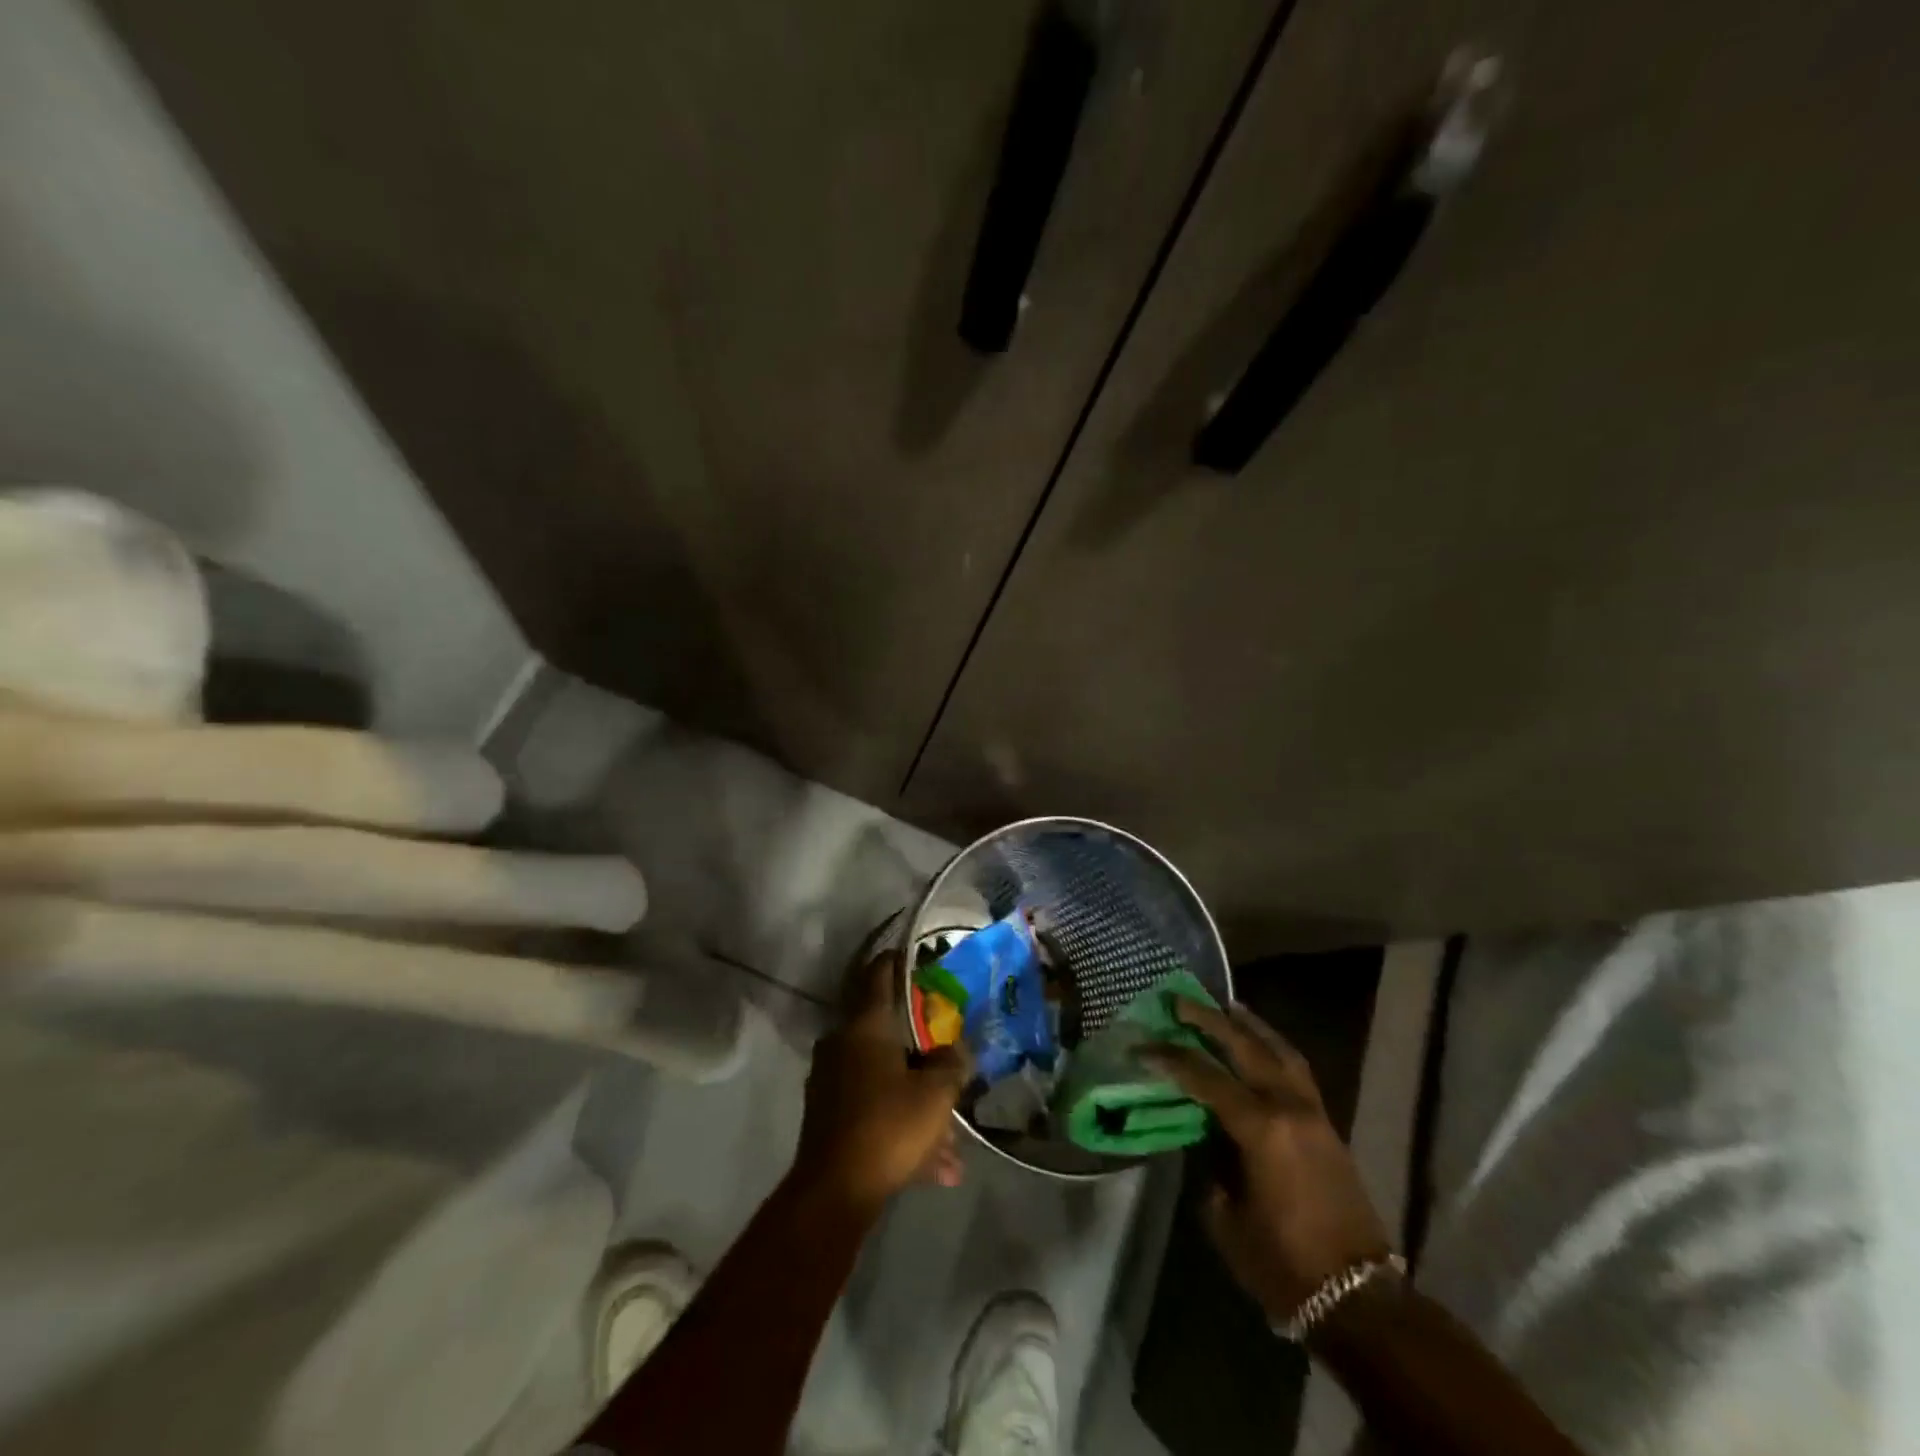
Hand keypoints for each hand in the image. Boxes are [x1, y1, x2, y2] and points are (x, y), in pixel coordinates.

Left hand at [794, 950, 969, 1209]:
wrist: (834, 1193)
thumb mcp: (935, 1094)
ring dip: (918, 1101)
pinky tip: (937, 1166)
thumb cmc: (888, 1127)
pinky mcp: (829, 1115)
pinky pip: (874, 1107)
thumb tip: (957, 1049)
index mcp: (864, 1026)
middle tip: (950, 1055)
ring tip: (953, 1143)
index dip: (898, 961)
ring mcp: (831, 1080)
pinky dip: (902, 1125)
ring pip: (885, 1078)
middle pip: (887, 1032)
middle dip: (923, 1050)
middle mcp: (842, 1044)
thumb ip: (952, 1064)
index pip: (879, 975)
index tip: (917, 955)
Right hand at [1145, 1000, 1392, 1322]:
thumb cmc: (1282, 1263)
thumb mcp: (1226, 1216)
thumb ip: (1211, 1163)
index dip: (1169, 1058)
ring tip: (1225, 1005)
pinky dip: (1273, 1047)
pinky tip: (1259, 1044)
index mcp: (1260, 1128)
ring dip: (1248, 1025)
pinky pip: (1295, 1069)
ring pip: (1278, 1050)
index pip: (1204, 1077)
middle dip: (1209, 1019)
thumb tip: (1205, 1133)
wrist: (1358, 1298)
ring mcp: (1313, 1112)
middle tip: (1179, 999)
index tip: (1142, 1045)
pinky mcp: (1327, 1124)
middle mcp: (1288, 1106)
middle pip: (1244, 1046)